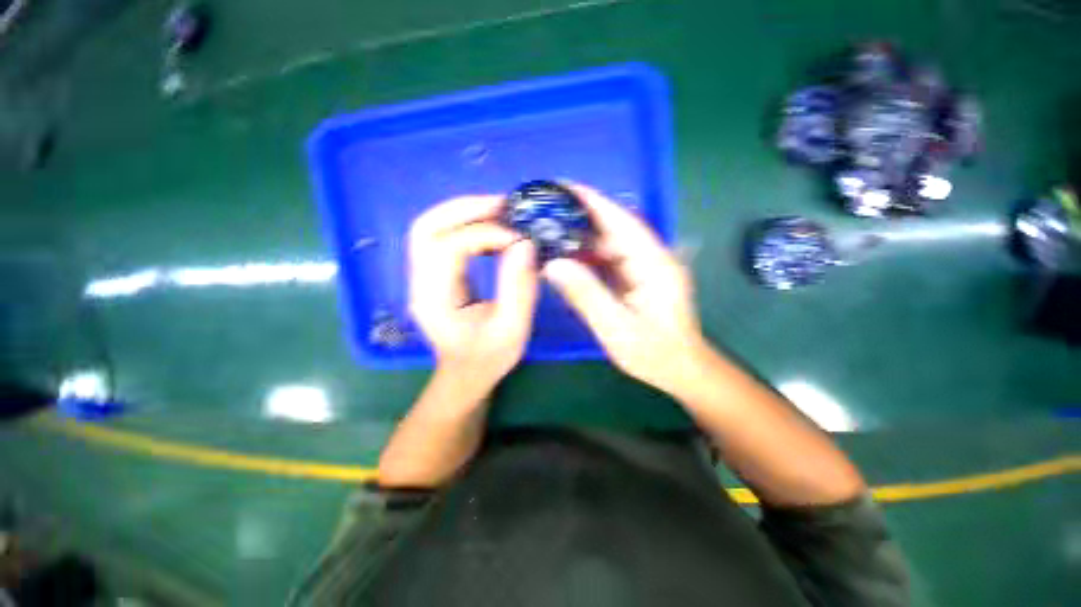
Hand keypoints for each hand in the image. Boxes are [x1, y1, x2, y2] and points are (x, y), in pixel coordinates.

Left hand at [408, 195, 538, 386]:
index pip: (448, 247)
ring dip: (465, 212)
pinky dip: (466, 224)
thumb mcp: (512, 329)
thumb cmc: (488, 358)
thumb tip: (525, 243)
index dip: (484, 234)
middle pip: (427, 226)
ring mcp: (423, 275)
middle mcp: (420, 281)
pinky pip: (442, 236)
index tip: (519, 238)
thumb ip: (518, 288)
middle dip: (466, 209)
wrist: (466, 374)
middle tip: (505, 205)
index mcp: (434, 299)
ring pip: (430, 226)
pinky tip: (492, 229)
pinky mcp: (433, 273)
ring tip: (501, 212)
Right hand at [542, 184, 706, 395]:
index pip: (620, 221)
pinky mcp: (637, 277)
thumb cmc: (654, 353)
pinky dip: (587, 255)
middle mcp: (651, 257)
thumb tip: (553, 265)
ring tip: (550, 228)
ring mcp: (644, 267)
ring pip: (609, 242)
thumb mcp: (616, 328)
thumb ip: (586, 295)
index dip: (592, 201)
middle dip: (581, 215)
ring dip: (582, 235)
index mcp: (653, 263)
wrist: (681, 369)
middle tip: (547, 209)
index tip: (563, 186)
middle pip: (613, 227)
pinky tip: (567, 255)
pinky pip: (609, 259)